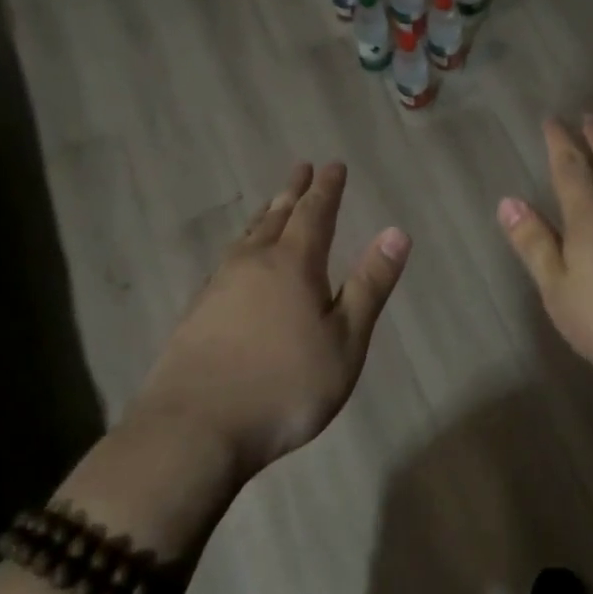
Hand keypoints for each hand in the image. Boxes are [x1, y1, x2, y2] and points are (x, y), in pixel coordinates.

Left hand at [127, 161, 409, 479]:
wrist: (195, 428)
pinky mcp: (197, 311)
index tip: (333, 165)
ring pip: (247, 237)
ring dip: (265, 215)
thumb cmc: (285, 386)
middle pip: (276, 216)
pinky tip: (237, 261)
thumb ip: (369, 285)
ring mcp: (219, 285)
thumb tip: (397, 231)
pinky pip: (227, 261)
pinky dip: (242, 247)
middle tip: (301, 169)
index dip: (327, 188)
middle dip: (293, 192)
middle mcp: (253, 263)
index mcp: (293, 264)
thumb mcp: (345, 340)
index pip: (315, 213)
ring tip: (273, 205)